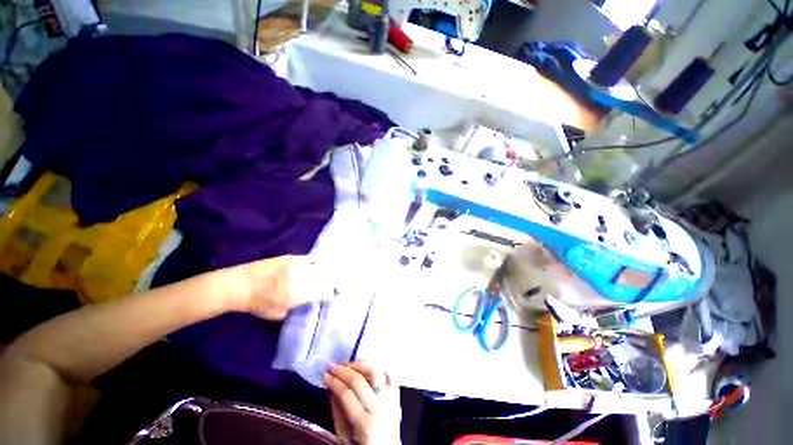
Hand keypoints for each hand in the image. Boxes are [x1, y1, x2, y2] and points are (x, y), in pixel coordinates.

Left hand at [221, 255, 333, 319]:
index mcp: (298, 294)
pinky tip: (326, 262)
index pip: (323, 292)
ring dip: (330, 270)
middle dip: (335, 280)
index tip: (335, 295)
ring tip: (338, 271)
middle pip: (325, 277)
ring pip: (321, 266)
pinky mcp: (291, 257)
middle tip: (341, 283)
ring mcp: (297, 265)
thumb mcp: (279, 313)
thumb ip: (297, 307)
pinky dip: (320, 261)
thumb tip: (310, 301)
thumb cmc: (257, 304)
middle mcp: (301, 277)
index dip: (331, 293)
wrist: (239, 284)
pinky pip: (311, 259)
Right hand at [324, 363, 400, 444]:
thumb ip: (338, 413)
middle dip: (343, 371)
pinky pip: (389, 375)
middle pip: (359, 381)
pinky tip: (368, 365)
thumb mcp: (345, 438)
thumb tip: (331, 389)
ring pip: (375, 372)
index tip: (325, 376)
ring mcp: (390, 400)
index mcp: (365, 425)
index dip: (334, 383)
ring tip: (348, 364)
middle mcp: (379, 409)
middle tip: (333, 366)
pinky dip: (379, 367)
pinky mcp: (397, 396)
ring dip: (360, 365)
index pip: (346, 395)